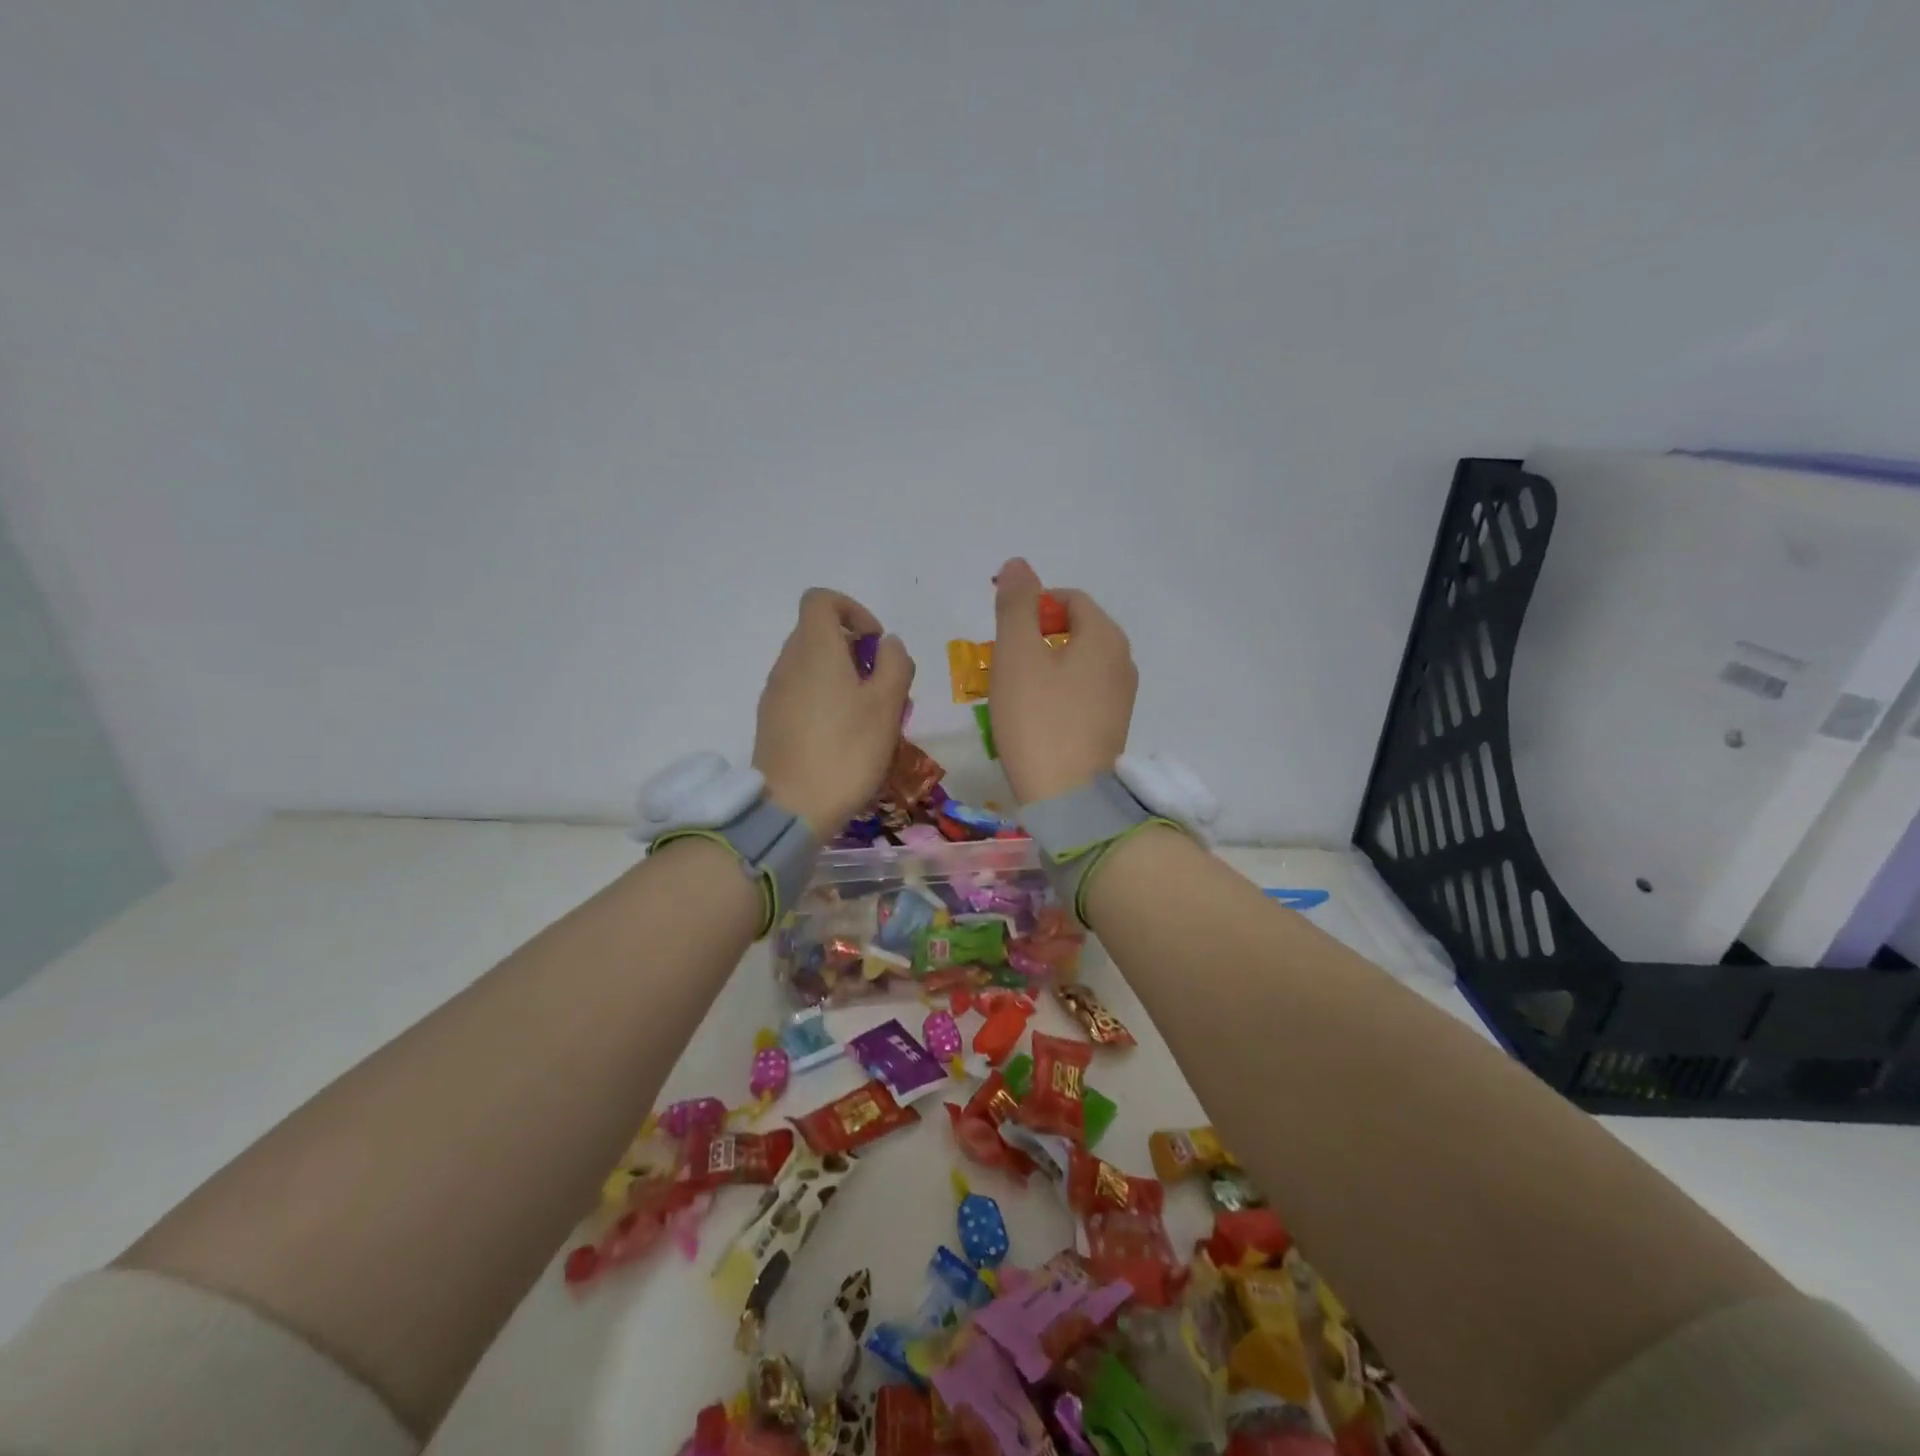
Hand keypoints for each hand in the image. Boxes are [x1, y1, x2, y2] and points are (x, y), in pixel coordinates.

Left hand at [755, 589, 913, 836]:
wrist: (792, 808)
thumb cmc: (846, 751)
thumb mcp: (887, 705)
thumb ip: (894, 663)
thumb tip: (888, 644)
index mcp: (814, 648)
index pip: (822, 599)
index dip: (854, 610)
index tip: (876, 645)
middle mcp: (788, 662)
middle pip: (818, 633)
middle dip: (855, 651)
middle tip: (882, 687)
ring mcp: (774, 693)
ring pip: (811, 666)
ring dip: (842, 678)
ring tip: (869, 717)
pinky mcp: (770, 721)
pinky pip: (801, 693)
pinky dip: (824, 699)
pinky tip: (844, 737)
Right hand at [988, 558, 1136, 803]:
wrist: (1068, 798)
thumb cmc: (1038, 719)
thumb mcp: (1018, 654)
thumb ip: (1017, 605)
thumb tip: (1019, 565)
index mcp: (1105, 636)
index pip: (1068, 599)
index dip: (1032, 605)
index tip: (1002, 631)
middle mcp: (1123, 661)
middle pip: (1075, 630)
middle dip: (1035, 638)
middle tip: (1002, 664)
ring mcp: (1121, 697)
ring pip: (1077, 664)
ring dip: (1044, 668)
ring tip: (1013, 693)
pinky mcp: (1113, 728)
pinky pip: (1082, 694)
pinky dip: (1057, 694)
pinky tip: (1034, 718)